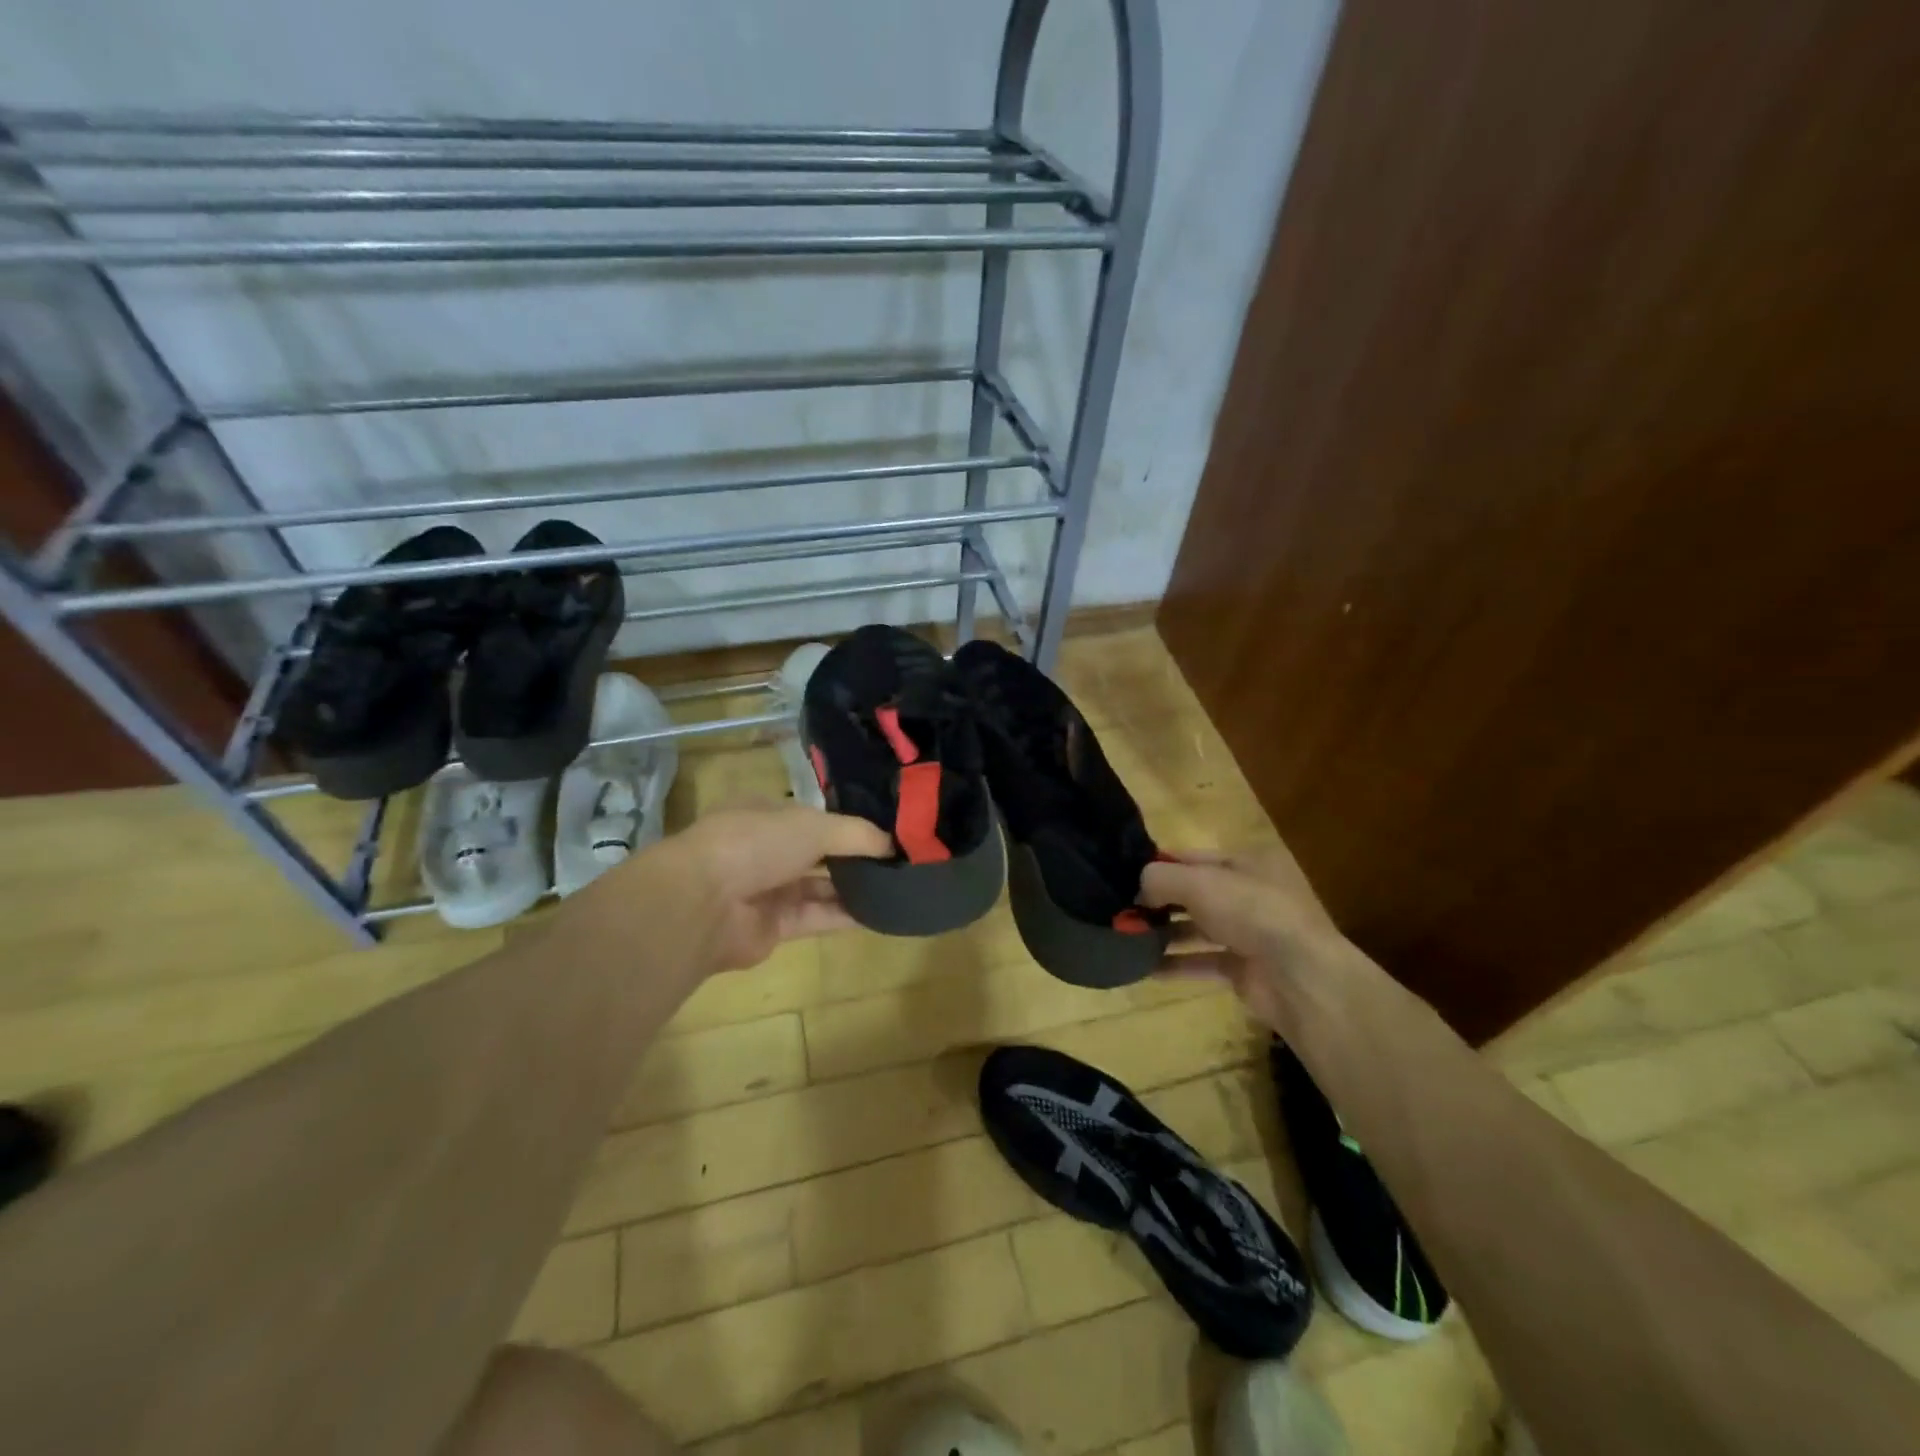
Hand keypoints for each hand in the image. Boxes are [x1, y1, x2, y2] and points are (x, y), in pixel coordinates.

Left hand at [653, 803, 890, 974]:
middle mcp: (766, 850)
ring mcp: (768, 889)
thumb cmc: (756, 843)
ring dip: (854, 887)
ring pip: (820, 887)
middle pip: (819, 853)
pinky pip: (818, 918)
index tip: (888, 830)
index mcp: (766, 814)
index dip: (849, 823)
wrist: (705, 904)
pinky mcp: (774, 927)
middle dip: (854, 857)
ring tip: (898, 886)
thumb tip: (893, 843)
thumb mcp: (814, 825)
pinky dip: (846, 915)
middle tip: (900, 860)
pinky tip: (881, 912)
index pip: (814, 816)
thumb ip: (857, 834)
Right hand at [1141, 842, 1355, 1029]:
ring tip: (1127, 938)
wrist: (1300, 976)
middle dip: (1158, 902)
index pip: (1193, 858)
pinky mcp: (1245, 968)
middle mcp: (1249, 894)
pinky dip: (1176, 965)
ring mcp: (1249, 933)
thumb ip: (1160, 878)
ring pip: (1197, 928)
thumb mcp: (1199, 882)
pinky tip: (1145, 969)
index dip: (1160, 865)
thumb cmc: (1251, 911)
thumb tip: (1138, 889)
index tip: (1124, 876)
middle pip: (1194, 894)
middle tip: (1120, 909)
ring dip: (1164, 934)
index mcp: (1246, 862)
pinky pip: (1202, 962)